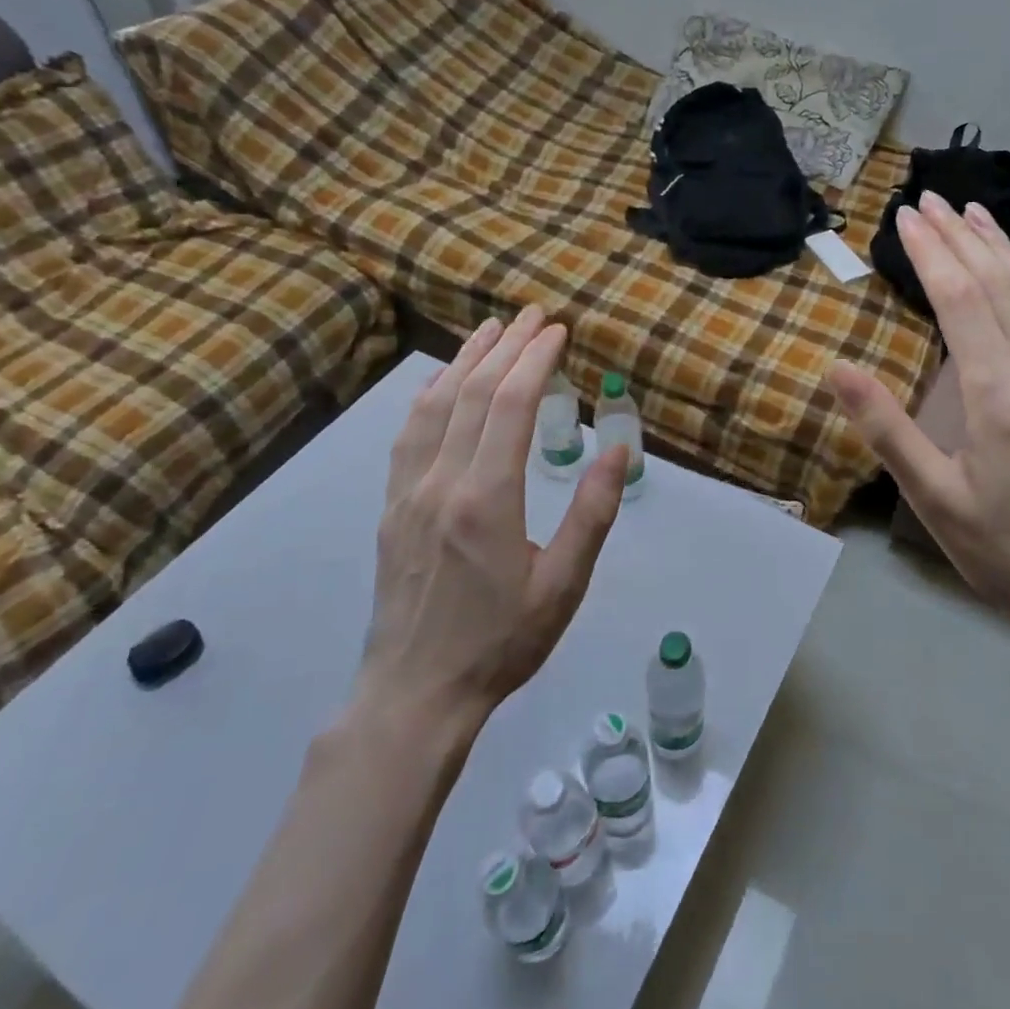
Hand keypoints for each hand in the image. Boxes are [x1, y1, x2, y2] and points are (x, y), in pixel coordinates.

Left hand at [358, 308, 628, 721]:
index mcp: (487, 499)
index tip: (556, 331)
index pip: (510, 405)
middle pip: (472, 394)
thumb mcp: (564, 584)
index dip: (534, 360)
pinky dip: (429, 396)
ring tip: (489, 330)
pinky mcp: (391, 507)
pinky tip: (441, 383)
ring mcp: (408, 492)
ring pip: (434, 406)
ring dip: (464, 361)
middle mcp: (441, 482)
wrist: (416, 693)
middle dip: (505, 346)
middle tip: (532, 315)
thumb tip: (618, 452)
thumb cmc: (501, 642)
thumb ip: (592, 513)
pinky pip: (408, 434)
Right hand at [829, 192, 1009, 671]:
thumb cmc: (1004, 550)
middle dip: (959, 238)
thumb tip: (838, 369)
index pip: (959, 300)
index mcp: (998, 395)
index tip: (905, 216)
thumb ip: (886, 429)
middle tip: (929, 199)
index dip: (930, 253)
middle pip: (997, 285)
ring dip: (1002, 250)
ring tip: (974, 214)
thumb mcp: (932, 498)